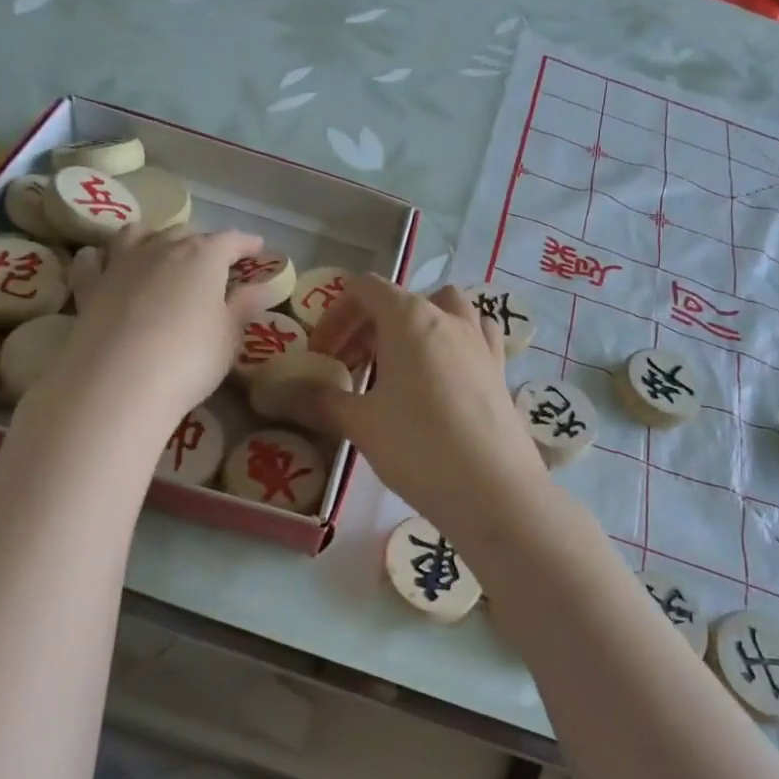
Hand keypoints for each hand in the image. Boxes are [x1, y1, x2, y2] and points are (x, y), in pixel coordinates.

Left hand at [44, 225, 284, 423]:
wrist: (119, 383)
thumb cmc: (189, 358)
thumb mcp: (228, 336)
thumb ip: (243, 306)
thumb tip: (260, 286)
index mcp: (203, 257)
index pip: (230, 241)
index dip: (246, 243)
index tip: (258, 248)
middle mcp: (161, 249)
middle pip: (184, 233)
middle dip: (203, 242)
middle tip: (214, 260)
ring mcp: (120, 264)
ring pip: (137, 234)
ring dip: (154, 237)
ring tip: (160, 250)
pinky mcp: (89, 286)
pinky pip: (94, 259)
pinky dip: (103, 256)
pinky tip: (106, 264)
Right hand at [264, 279, 555, 538]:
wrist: (494, 490)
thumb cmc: (419, 446)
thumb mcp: (361, 424)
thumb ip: (319, 401)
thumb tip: (278, 395)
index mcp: (410, 317)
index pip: (365, 289)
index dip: (335, 315)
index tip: (320, 354)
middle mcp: (449, 317)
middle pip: (400, 300)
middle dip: (366, 327)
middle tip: (347, 369)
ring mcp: (480, 341)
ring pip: (442, 311)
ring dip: (413, 328)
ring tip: (396, 367)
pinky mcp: (499, 368)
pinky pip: (471, 336)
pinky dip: (449, 343)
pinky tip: (439, 379)